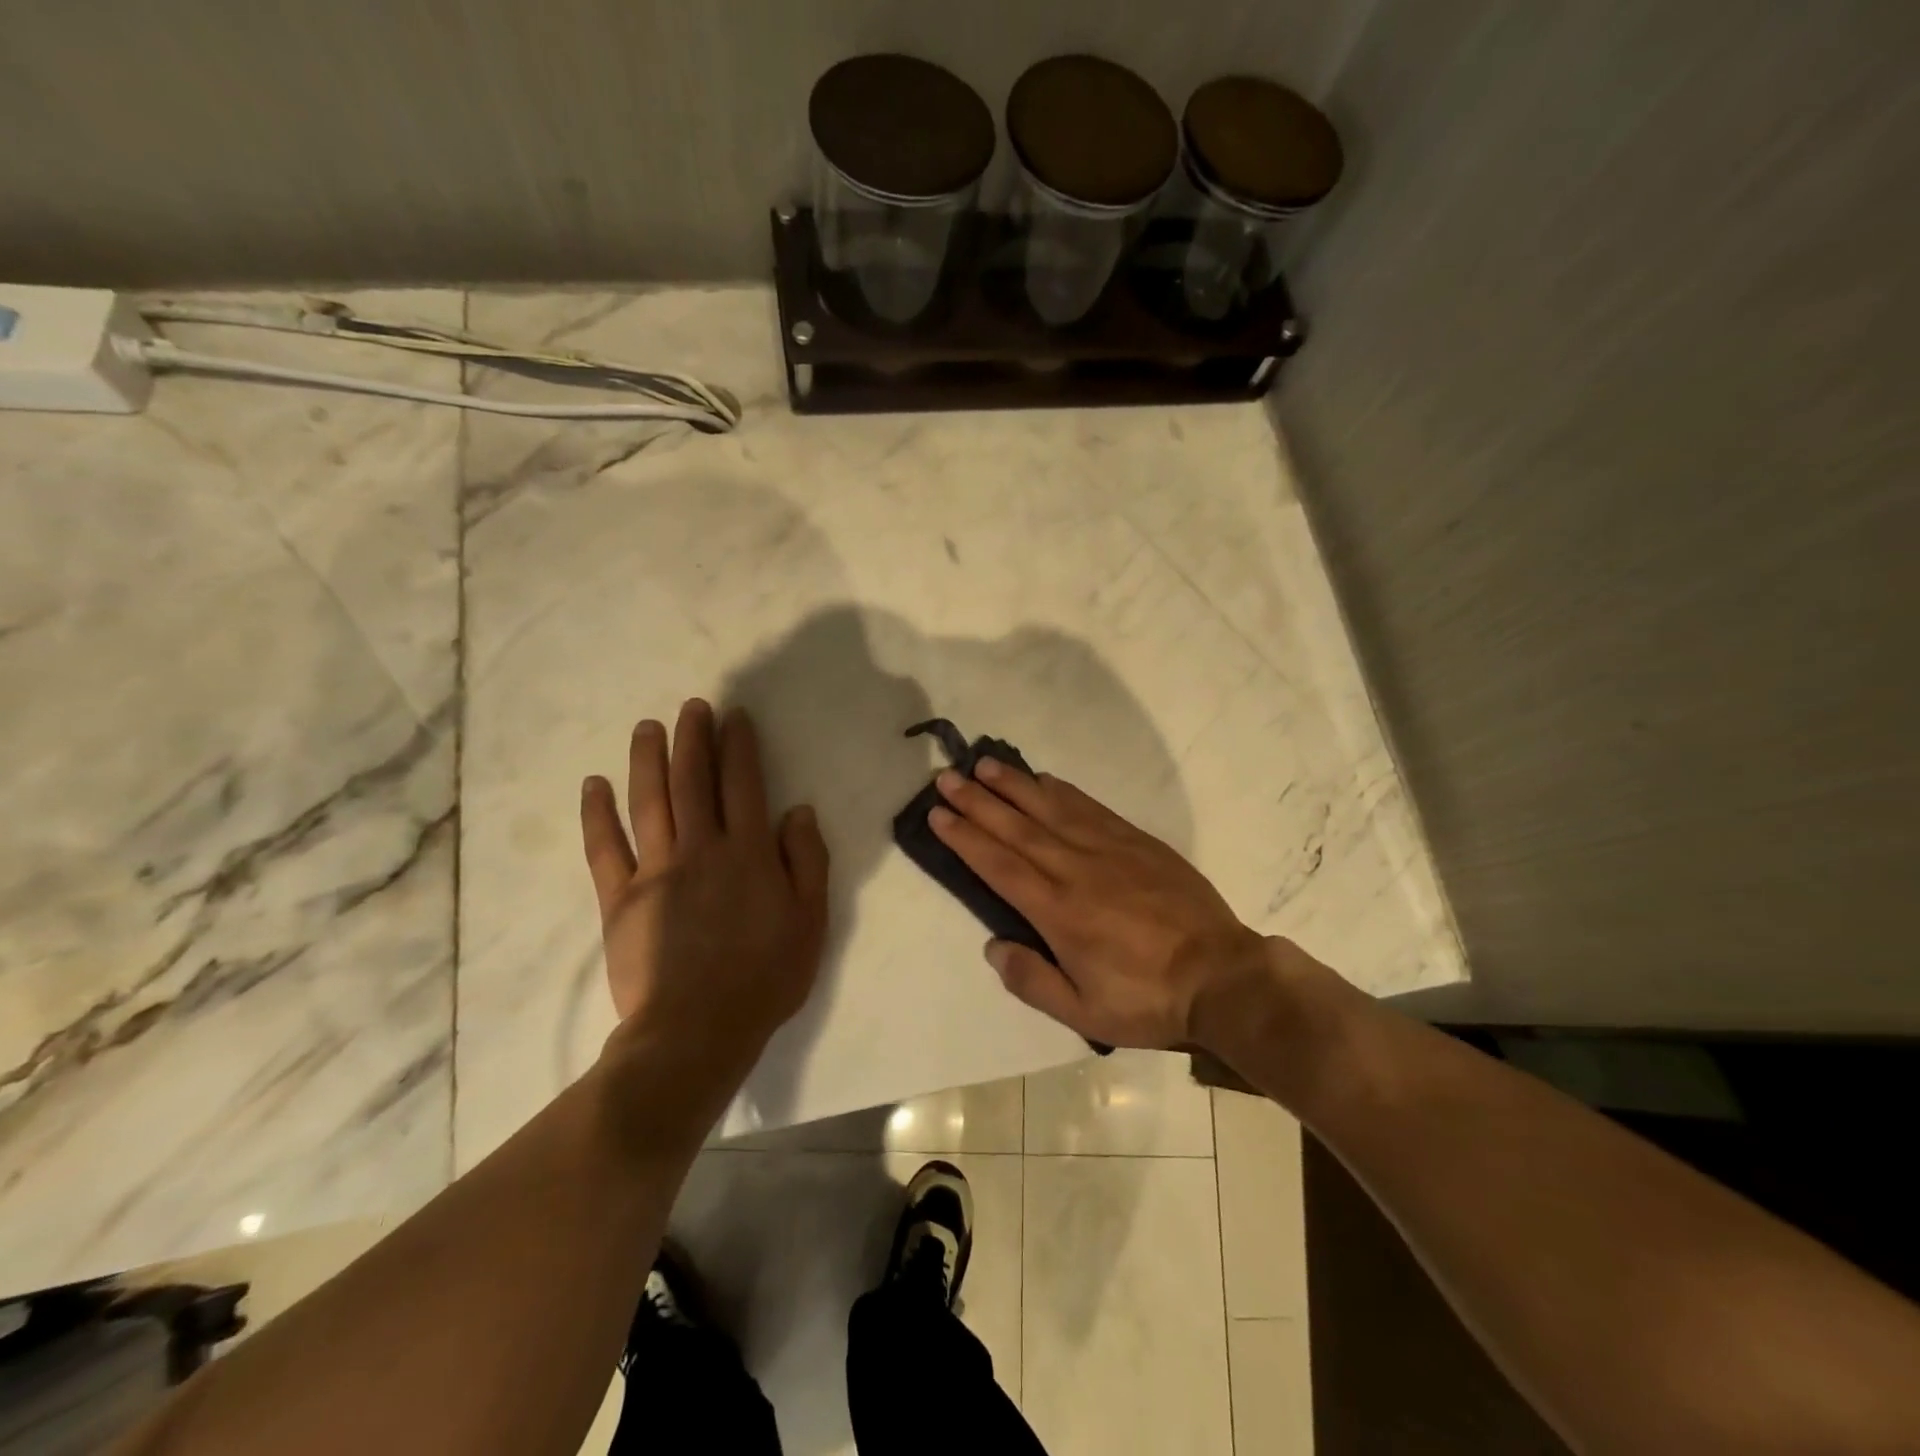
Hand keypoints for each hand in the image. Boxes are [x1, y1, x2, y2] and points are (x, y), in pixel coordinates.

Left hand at [579, 700, 829, 1117]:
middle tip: (691, 706)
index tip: (734, 716)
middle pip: (694, 782)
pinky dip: (597, 815)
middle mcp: (701, 849)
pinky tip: (593, 785)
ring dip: (648, 760)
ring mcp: (655, 871)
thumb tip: (798, 810)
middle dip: (693, 738)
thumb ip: (806, 861)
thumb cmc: (765, 977)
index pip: (743, 784)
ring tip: (647, 727)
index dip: (739, 746)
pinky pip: (604, 849)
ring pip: (649, 802)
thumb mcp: (811, 921)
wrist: (697, 1031)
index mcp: (748, 853)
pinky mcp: (620, 900)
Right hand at [928, 759, 1272, 1050]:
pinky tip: (1044, 779)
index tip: (938, 814)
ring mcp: (1109, 849)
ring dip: (1014, 785)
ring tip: (984, 765)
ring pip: (1051, 809)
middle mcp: (1076, 870)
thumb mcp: (1084, 1013)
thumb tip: (993, 946)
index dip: (965, 838)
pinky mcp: (1137, 841)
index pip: (999, 866)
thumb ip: (1033, 980)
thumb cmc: (1147, 999)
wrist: (1221, 976)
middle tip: (947, 778)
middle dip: (977, 801)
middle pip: (1017, 828)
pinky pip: (1091, 807)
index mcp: (1058, 912)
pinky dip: (1062, 791)